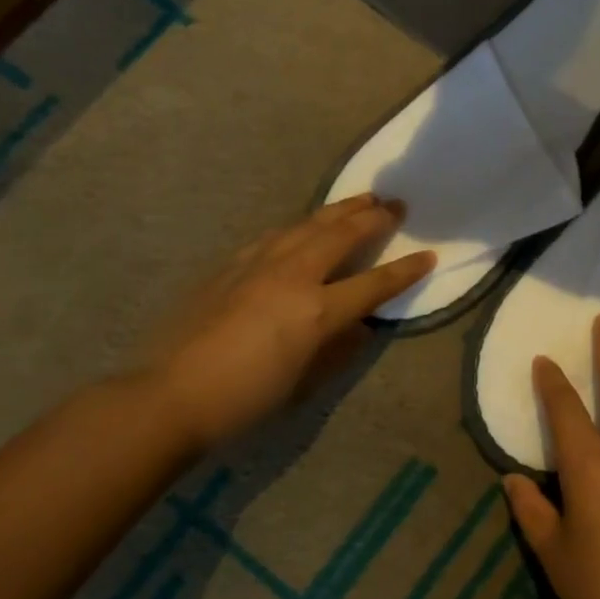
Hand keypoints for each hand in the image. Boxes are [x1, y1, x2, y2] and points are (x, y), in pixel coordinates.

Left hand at [142, 194, 434, 446]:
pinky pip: (275, 235)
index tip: (429, 255)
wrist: (170, 394)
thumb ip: (338, 348)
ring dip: (338, 211)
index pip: (374, 284)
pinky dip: (299, 226)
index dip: (405, 270)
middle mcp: (293, 276)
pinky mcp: (230, 265)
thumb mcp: (304, 382)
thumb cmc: (245, 399)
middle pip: (341, 236)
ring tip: (359, 199)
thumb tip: (358, 327)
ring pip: (307, 225)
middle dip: (373, 218)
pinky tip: (303, 225)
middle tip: (395, 204)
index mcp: (317, 311)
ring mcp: (258, 265)